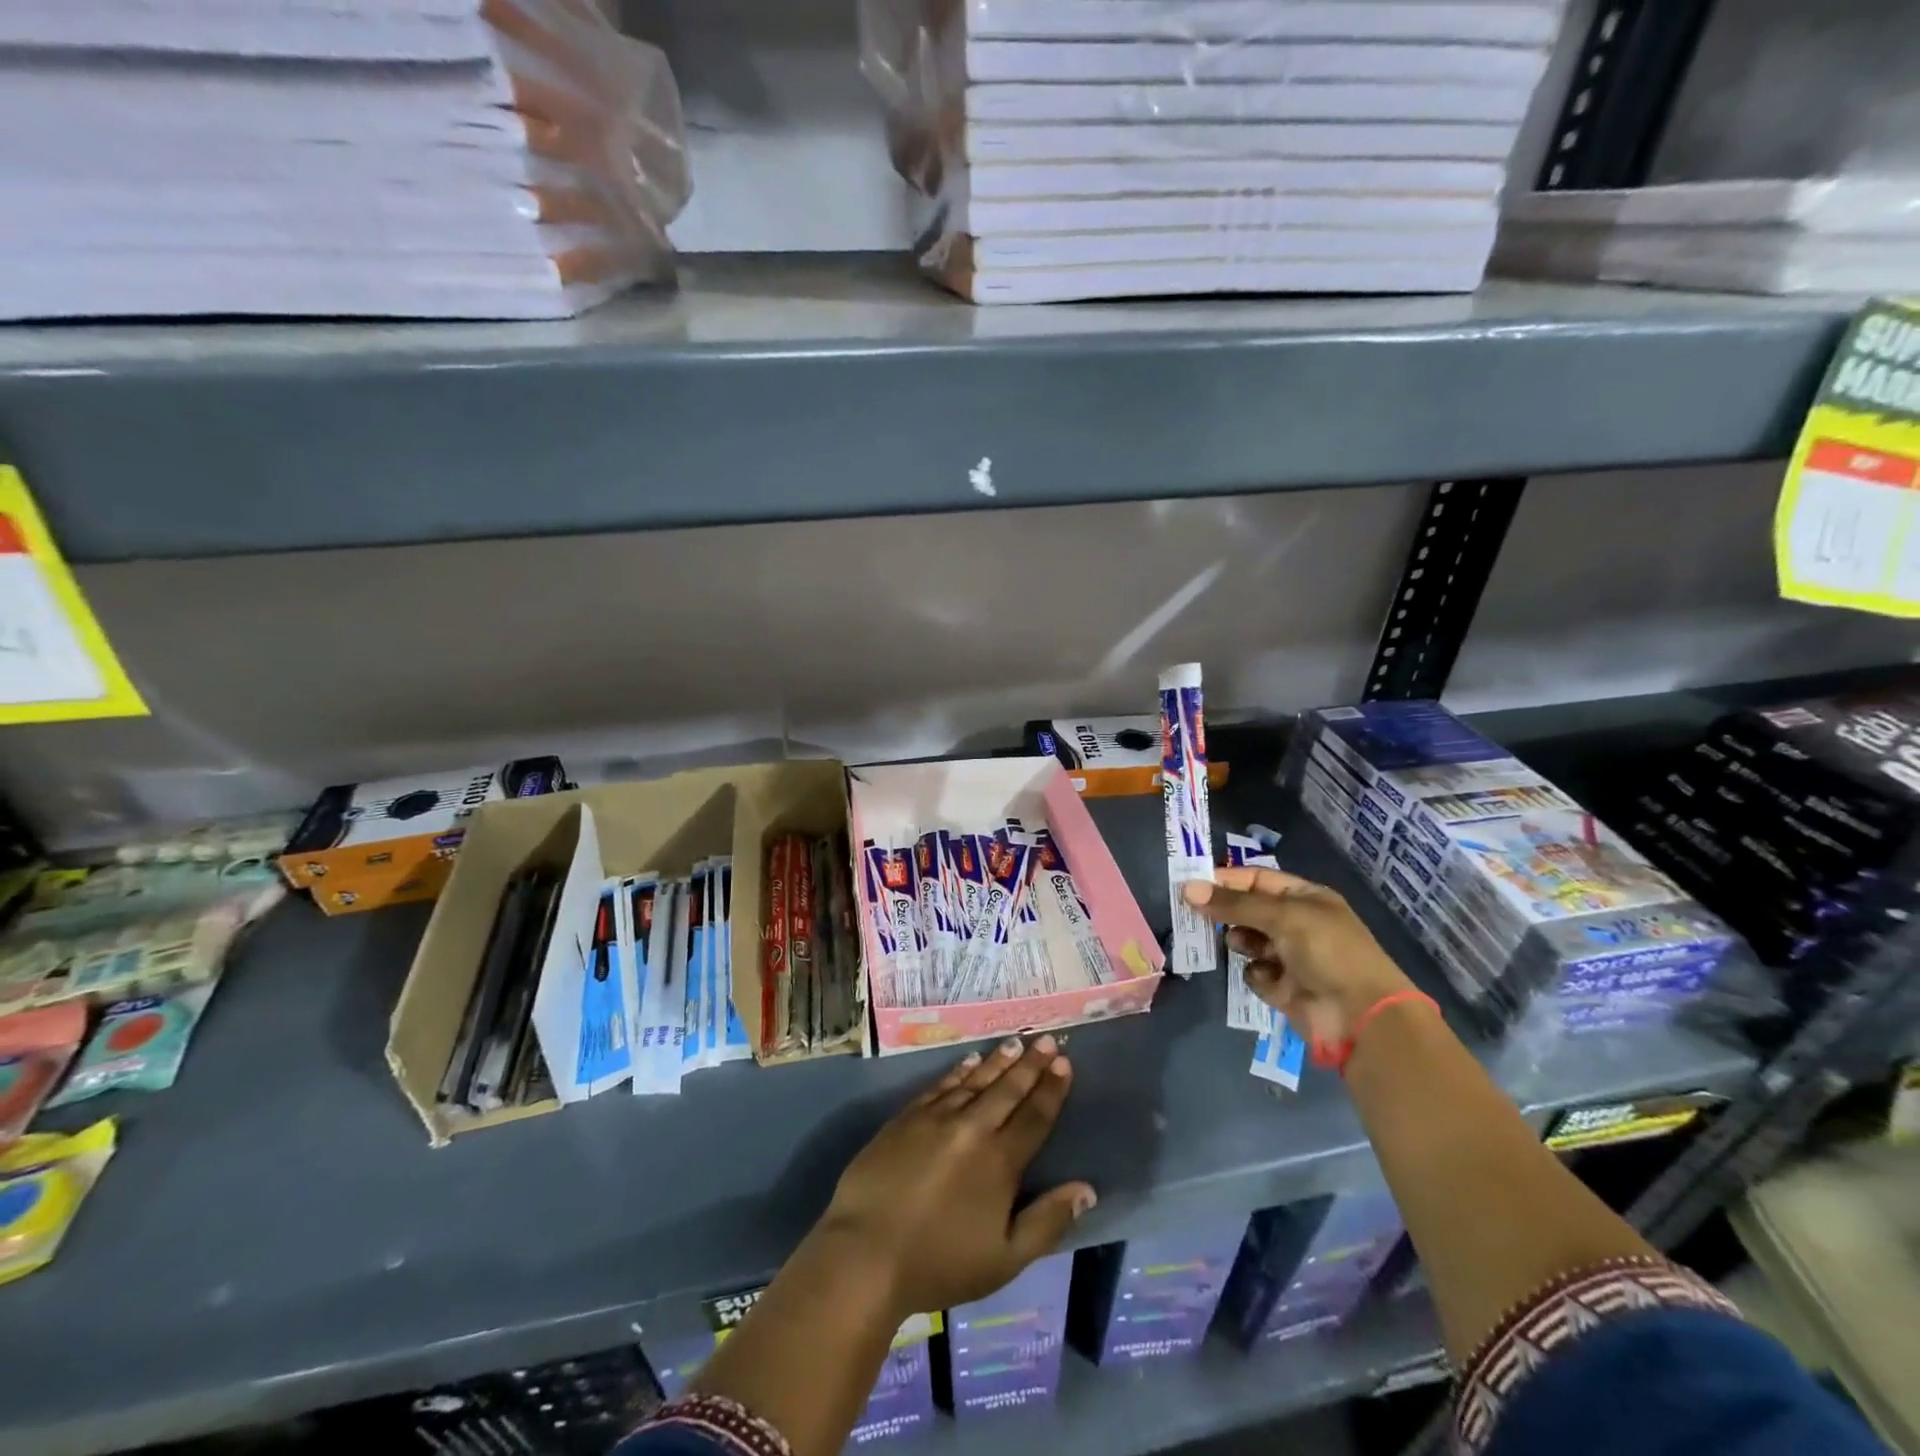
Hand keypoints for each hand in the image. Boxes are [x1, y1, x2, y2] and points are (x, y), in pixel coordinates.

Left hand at [816, 1035, 1094, 1318]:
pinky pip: (941, 1085)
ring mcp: (937, 1118)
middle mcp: (972, 1129)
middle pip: (1008, 1090)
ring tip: (1015, 1043)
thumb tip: (1086, 1190)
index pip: (1034, 1117)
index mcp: (1000, 1162)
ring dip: (998, 1061)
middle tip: (1047, 1039)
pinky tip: (970, 1061)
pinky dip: (959, 1071)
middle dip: (1030, 1065)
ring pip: (975, 1080)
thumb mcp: (1005, 1260)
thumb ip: (1047, 1222)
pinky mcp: (907, 1117)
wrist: (867, 1252)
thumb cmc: (940, 1264)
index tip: (1064, 1063)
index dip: (1051, 1090)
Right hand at [1183, 867, 1412, 1051]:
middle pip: (1248, 910)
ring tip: (1239, 945)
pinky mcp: (1283, 988)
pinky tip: (1268, 979)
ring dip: (1240, 943)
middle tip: (1195, 915)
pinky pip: (1255, 973)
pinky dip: (1257, 975)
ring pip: (1247, 941)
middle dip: (1226, 913)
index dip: (1226, 880)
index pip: (1257, 880)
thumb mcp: (1282, 916)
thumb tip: (1187, 889)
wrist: (1361, 1016)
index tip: (1192, 885)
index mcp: (1304, 898)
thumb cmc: (1327, 951)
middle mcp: (1297, 924)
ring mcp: (1290, 957)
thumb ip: (1233, 903)